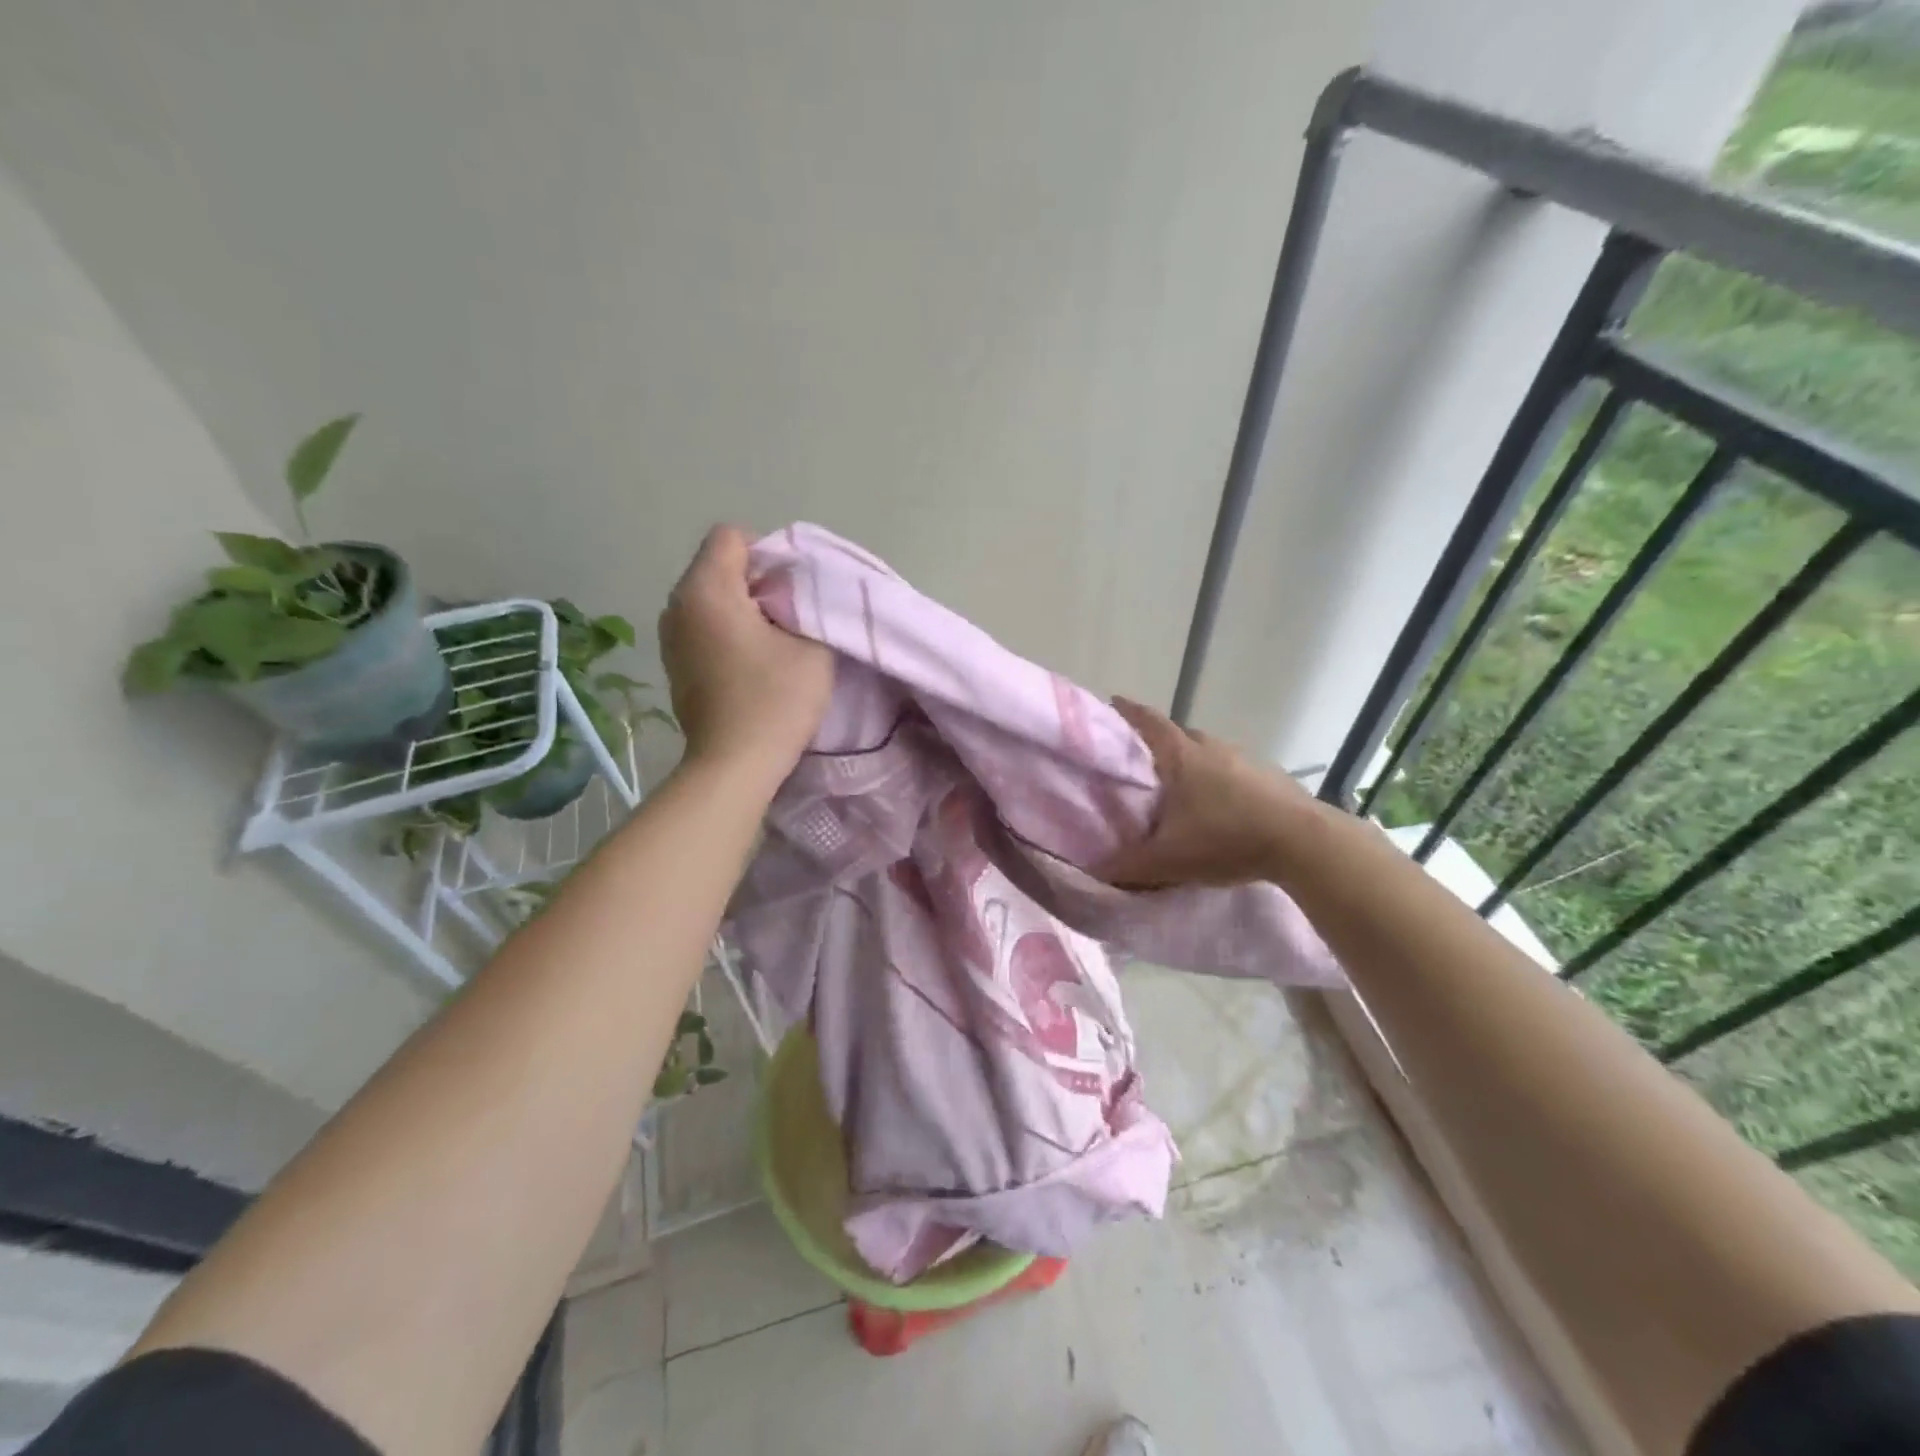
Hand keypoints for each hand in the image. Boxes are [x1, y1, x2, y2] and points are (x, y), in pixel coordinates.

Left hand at [658, 526, 832, 781]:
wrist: (734, 764)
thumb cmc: (775, 699)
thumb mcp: (812, 645)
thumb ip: (808, 604)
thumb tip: (791, 594)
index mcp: (706, 589)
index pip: (731, 536)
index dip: (768, 552)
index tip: (792, 588)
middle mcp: (677, 605)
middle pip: (717, 566)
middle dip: (756, 582)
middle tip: (790, 616)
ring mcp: (670, 638)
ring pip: (709, 599)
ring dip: (741, 610)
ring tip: (771, 642)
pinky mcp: (674, 666)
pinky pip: (702, 629)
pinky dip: (725, 634)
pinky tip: (750, 666)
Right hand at [1100, 697, 1324, 887]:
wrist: (1304, 843)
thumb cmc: (1226, 838)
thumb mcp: (1168, 860)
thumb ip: (1129, 866)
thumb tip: (1097, 869)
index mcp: (1181, 756)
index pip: (1148, 721)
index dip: (1129, 711)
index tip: (1113, 703)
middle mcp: (1213, 747)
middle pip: (1180, 735)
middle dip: (1160, 744)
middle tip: (1145, 764)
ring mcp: (1246, 760)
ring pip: (1210, 754)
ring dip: (1195, 765)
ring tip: (1184, 791)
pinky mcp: (1272, 777)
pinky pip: (1236, 772)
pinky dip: (1224, 783)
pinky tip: (1223, 809)